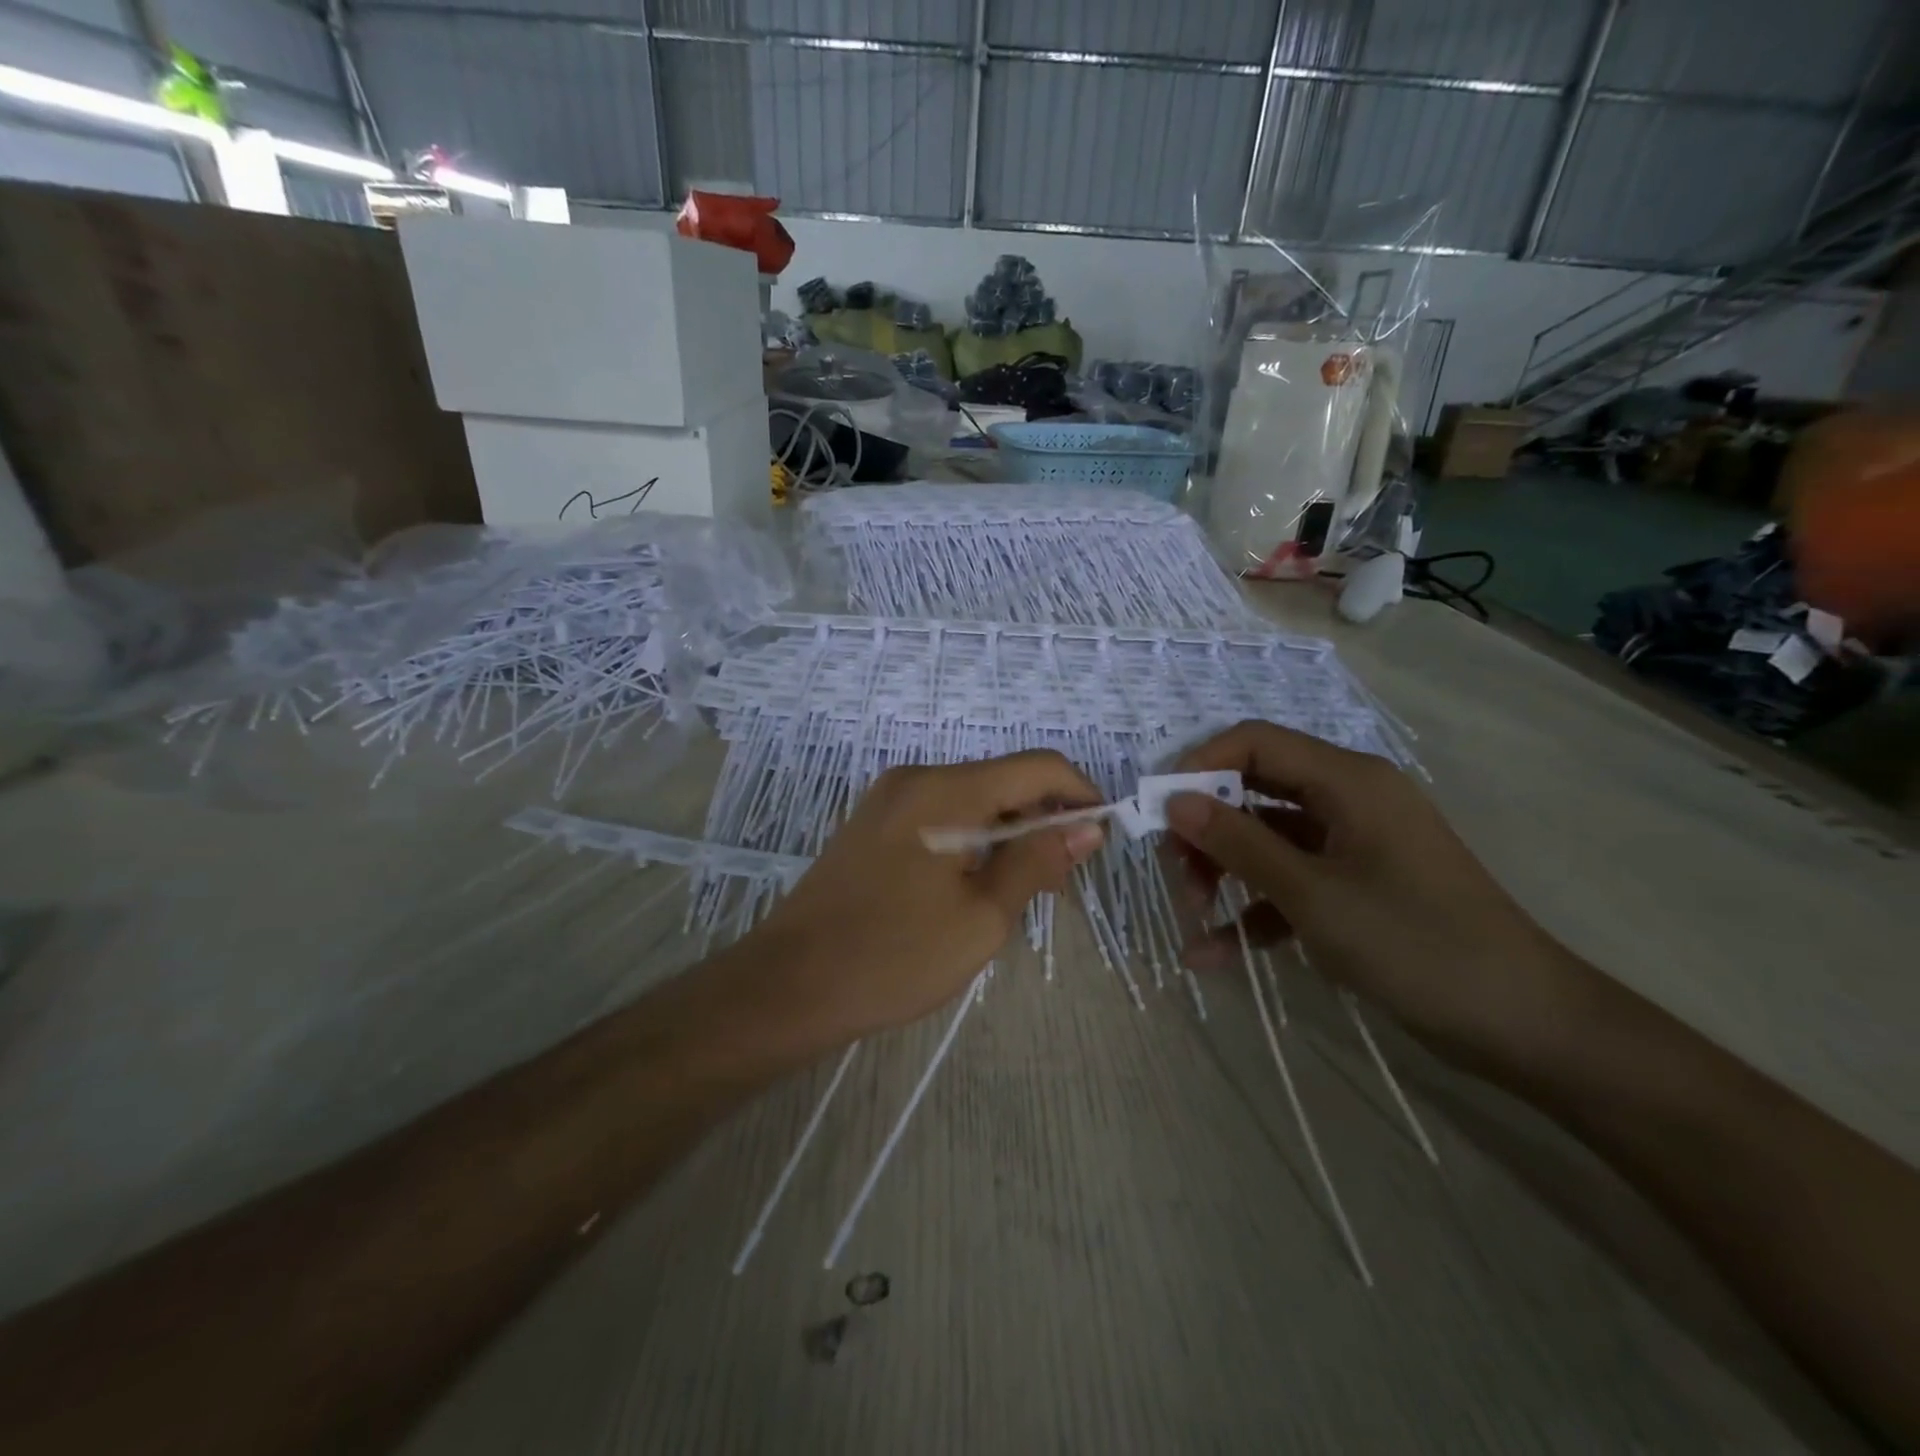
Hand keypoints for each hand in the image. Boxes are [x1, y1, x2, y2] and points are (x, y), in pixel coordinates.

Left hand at [742, 752, 1104, 1048]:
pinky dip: (974, 838)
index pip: (1037, 765)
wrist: (789, 985)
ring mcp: (889, 798)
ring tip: (1023, 890)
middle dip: (1044, 818)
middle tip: (1062, 879)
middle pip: (1003, 779)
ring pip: (973, 799)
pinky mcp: (874, 823)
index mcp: (946, 789)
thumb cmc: (893, 956)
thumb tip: (1085, 826)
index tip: (1101, 837)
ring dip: (1009, 832)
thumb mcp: (981, 916)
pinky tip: (978, 883)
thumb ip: (1037, 861)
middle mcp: (917, 777)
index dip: (1080, 793)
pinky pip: (942, 814)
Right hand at [1166, 720, 1583, 1068]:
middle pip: (1253, 791)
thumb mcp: (1313, 893)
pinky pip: (1290, 883)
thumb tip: (1174, 801)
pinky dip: (1254, 912)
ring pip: (1266, 840)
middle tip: (1176, 875)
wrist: (1523, 1026)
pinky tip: (1214, 955)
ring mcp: (1351, 846)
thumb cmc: (1415, 943)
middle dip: (1207, 831)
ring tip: (1193, 919)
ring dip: (1224, 874)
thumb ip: (1238, 842)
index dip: (1198, 766)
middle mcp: (1347, 800)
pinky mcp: (1355, 887)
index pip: (1253, 742)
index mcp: (1346, 780)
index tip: (1159, 811)